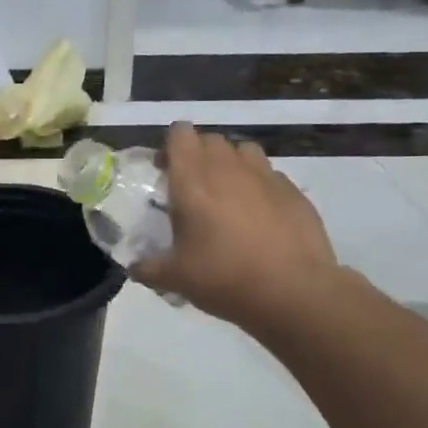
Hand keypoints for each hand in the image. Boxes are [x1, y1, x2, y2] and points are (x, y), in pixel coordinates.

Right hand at [132, 123, 343, 334]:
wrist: (293, 292)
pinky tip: (259, 215)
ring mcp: (265, 176)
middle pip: (210, 139)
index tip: (165, 170)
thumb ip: (149, 268)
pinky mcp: (293, 191)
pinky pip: (269, 175)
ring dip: (230, 164)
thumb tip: (134, 268)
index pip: (180, 134)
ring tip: (227, 195)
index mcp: (192, 181)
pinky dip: (259, 186)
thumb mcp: (175, 279)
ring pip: (243, 151)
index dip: (170, 147)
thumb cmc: (224, 278)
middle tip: (192, 188)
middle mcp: (228, 168)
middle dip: (198, 155)